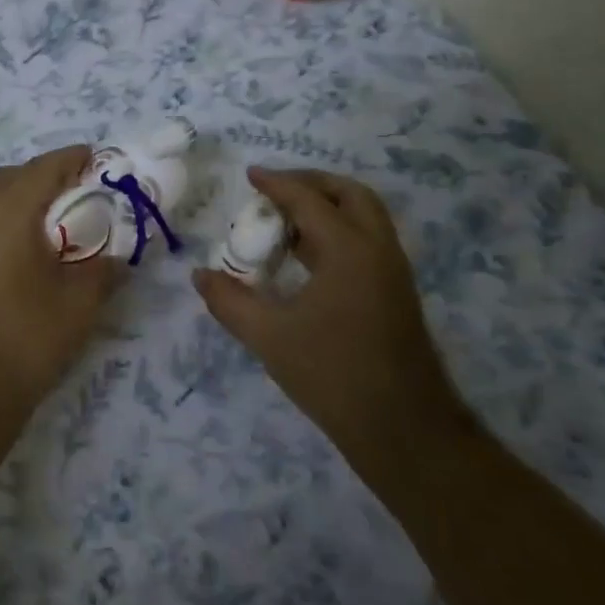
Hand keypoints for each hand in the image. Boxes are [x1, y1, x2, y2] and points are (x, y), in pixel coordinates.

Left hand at [0, 146, 121, 421]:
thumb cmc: (25, 340)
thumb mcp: (79, 304)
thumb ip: (103, 270)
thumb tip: (116, 259)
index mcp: (7, 213)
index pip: (44, 167)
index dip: (74, 159)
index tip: (99, 161)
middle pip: (12, 176)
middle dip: (46, 175)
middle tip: (79, 193)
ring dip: (22, 197)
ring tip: (55, 222)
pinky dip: (4, 220)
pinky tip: (25, 251)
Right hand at [192, 167, 470, 496]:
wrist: (403, 429)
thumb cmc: (333, 375)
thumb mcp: (269, 337)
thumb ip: (230, 302)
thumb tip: (200, 275)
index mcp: (349, 250)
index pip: (309, 200)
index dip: (277, 183)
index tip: (250, 175)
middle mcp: (377, 249)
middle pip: (349, 194)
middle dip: (311, 183)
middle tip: (275, 190)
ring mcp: (393, 271)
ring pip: (364, 216)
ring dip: (327, 206)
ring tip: (285, 221)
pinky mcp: (396, 292)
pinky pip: (367, 239)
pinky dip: (337, 230)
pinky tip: (306, 257)